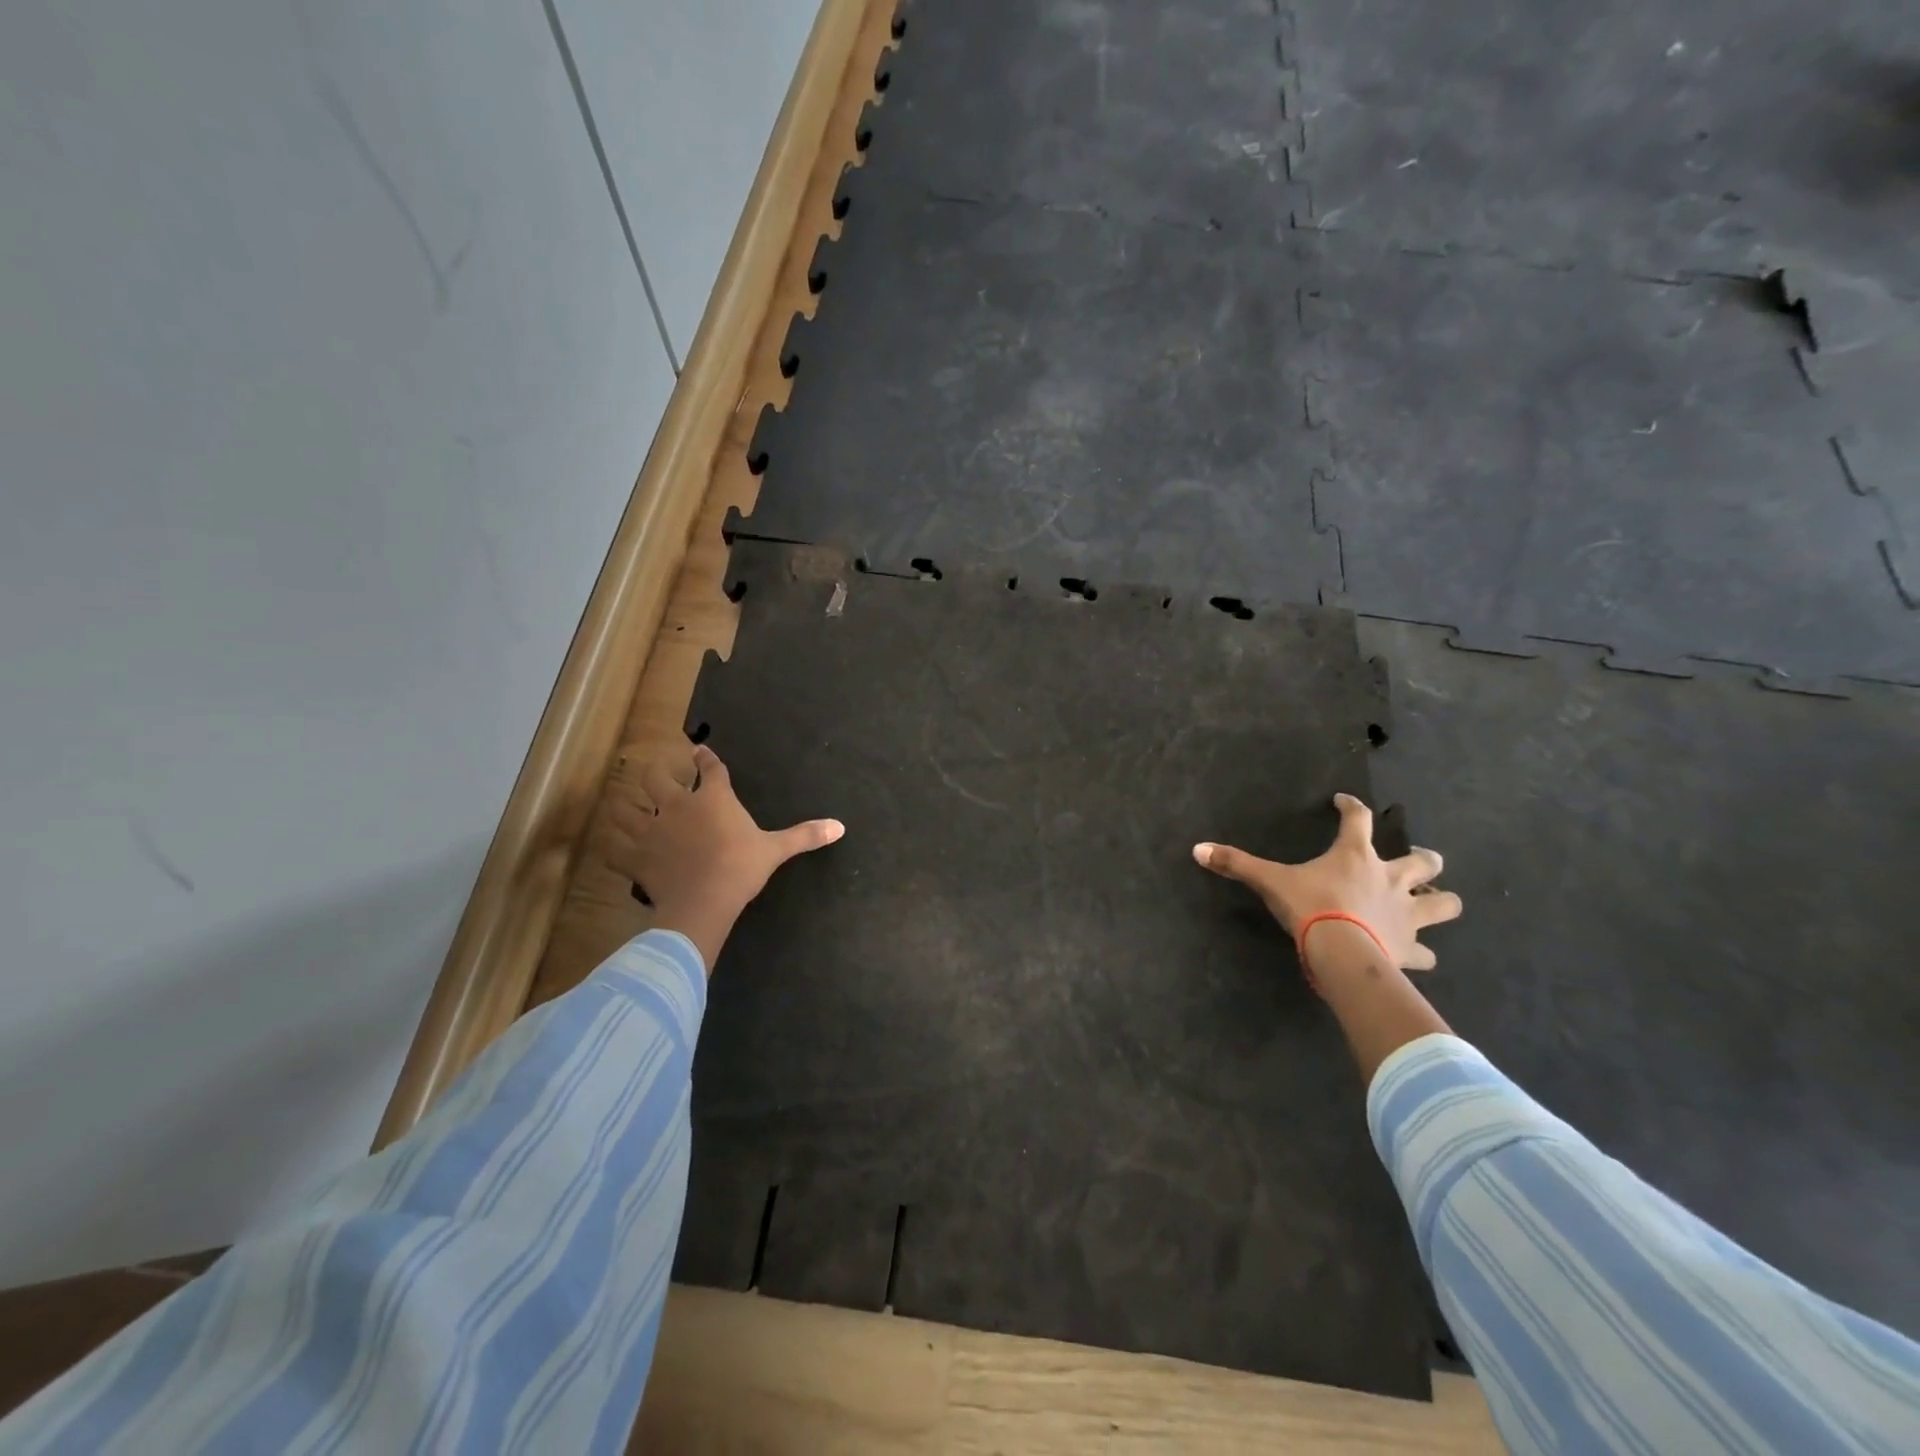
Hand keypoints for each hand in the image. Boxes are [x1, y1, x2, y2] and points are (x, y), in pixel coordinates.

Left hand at [607, 743, 843, 973]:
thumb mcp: (775, 850)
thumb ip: (804, 835)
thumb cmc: (741, 868)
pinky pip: (615, 849)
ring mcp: (651, 830)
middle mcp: (677, 805)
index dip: (705, 758)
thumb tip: (840, 826)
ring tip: (628, 807)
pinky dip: (614, 848)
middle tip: (660, 775)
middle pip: (656, 777)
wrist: (704, 901)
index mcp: (713, 798)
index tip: (700, 751)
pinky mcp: (636, 857)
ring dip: (625, 806)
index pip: (710, 769)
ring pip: (625, 808)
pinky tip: (617, 848)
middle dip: (656, 772)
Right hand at [1193, 792, 1460, 973]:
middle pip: (1424, 861)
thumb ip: (1236, 864)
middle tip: (1418, 860)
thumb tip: (1197, 849)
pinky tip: (1419, 956)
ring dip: (1441, 901)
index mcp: (1356, 856)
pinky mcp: (1410, 948)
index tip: (1344, 802)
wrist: (1342, 953)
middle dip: (1425, 859)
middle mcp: (1390, 879)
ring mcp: (1407, 914)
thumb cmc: (1310, 907)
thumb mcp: (1269, 882)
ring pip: (1442, 903)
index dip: (1352, 806)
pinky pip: (1425, 953)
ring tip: (1436, 902)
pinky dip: (1422, 954)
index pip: (1358, 818)